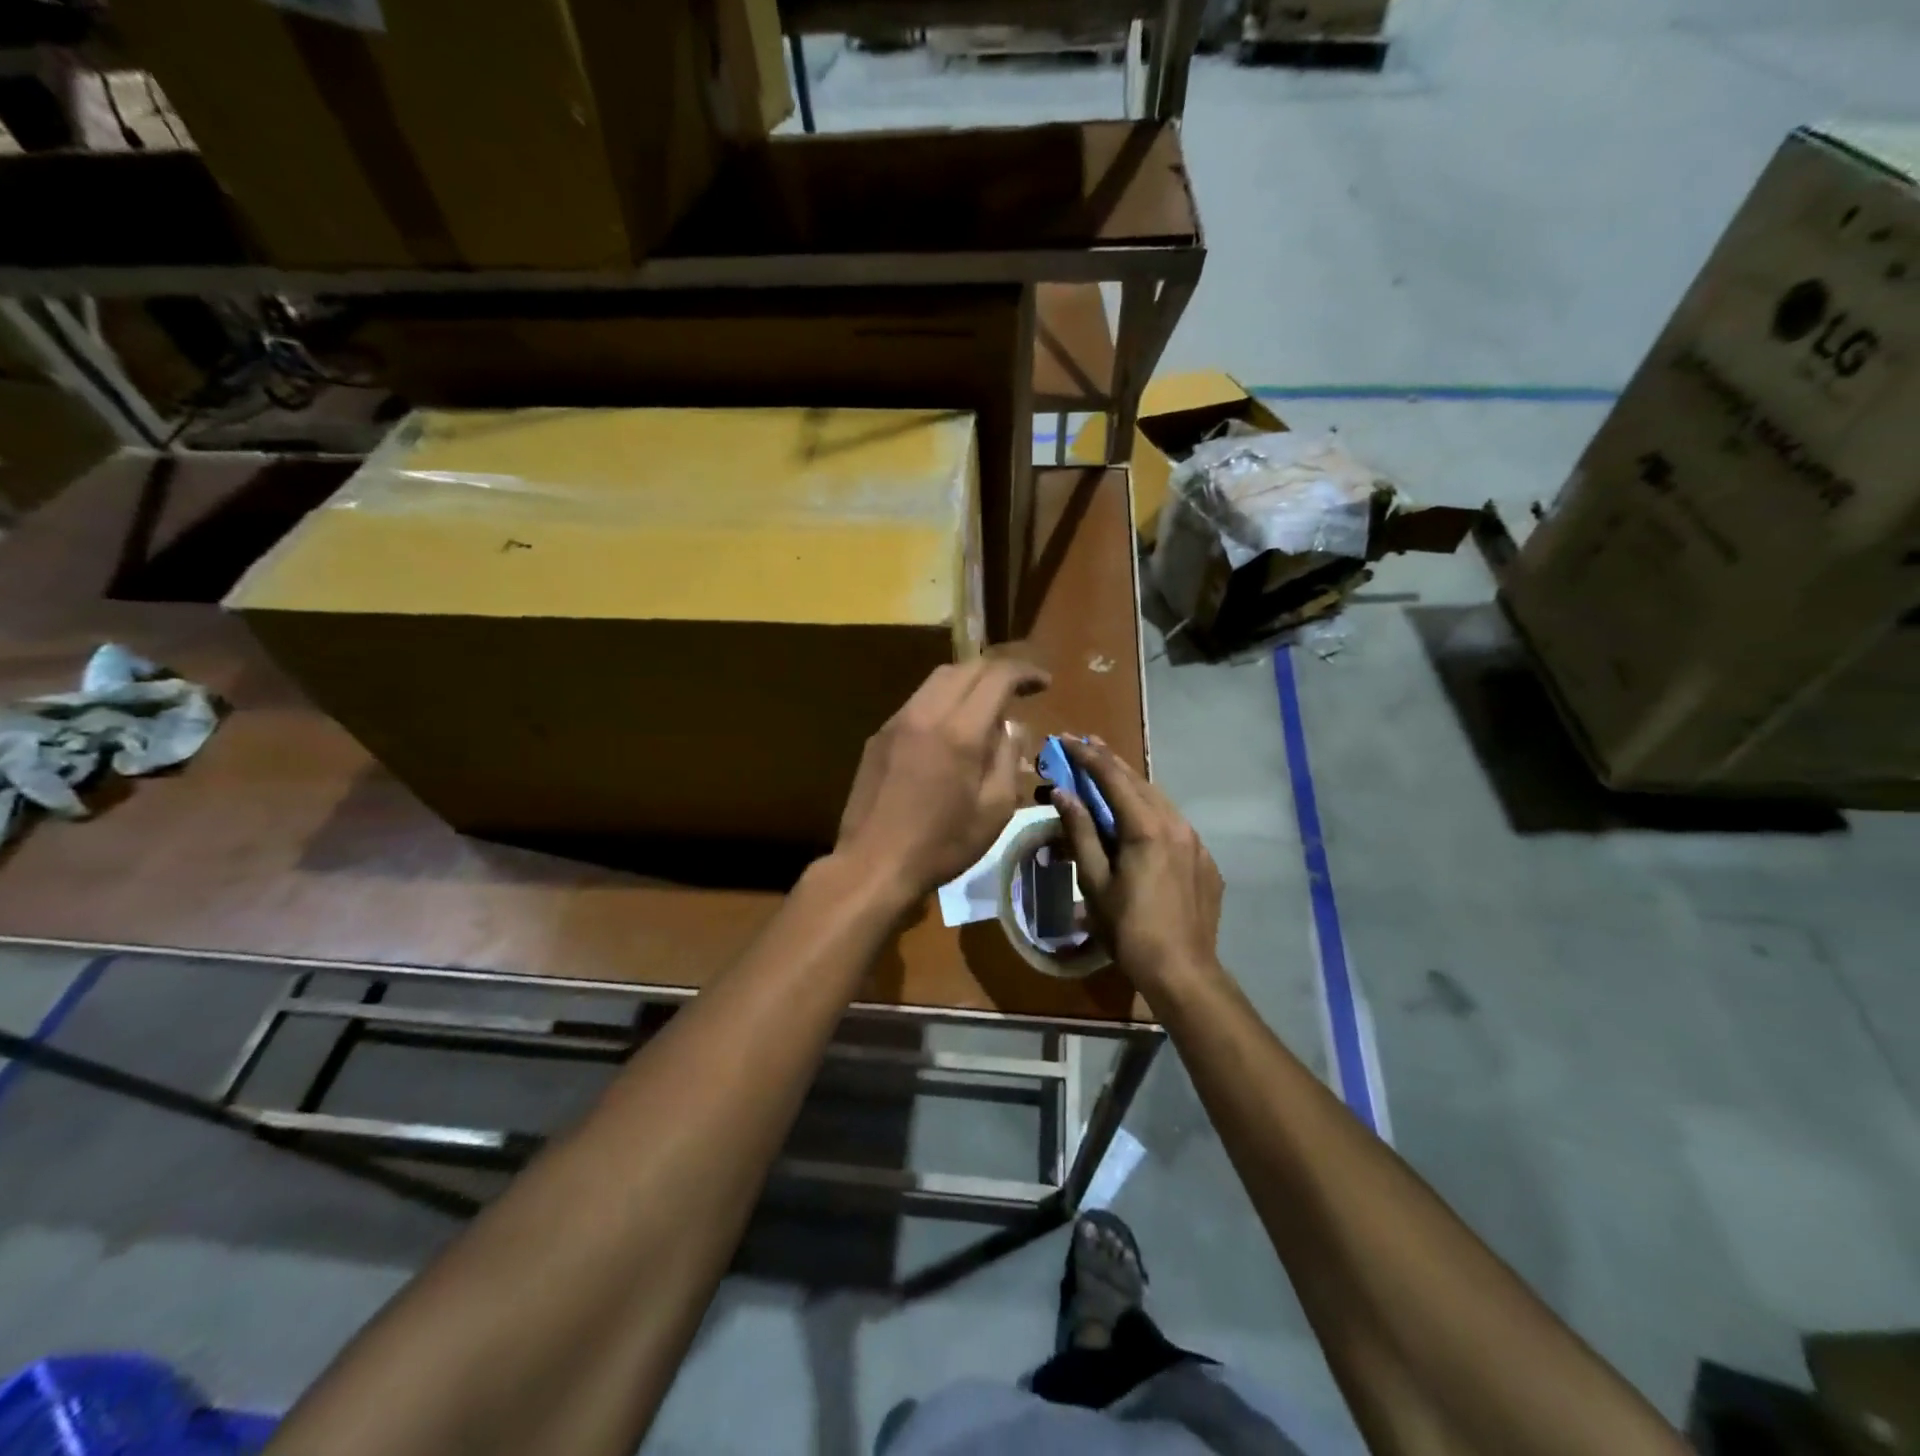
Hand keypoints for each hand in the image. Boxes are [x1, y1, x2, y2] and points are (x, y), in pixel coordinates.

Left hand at [836, 659, 1050, 906]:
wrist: (873, 864)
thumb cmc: (942, 844)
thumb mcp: (994, 809)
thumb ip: (1007, 758)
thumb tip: (1011, 726)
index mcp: (959, 731)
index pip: (996, 677)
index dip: (1025, 673)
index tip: (1044, 683)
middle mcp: (925, 713)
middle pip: (965, 668)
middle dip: (996, 671)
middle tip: (1019, 690)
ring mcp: (896, 722)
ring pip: (936, 681)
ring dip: (967, 683)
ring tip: (987, 706)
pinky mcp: (878, 736)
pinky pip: (916, 703)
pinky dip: (942, 702)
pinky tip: (950, 730)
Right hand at [1052, 737, 1223, 996]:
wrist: (1183, 971)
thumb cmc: (1129, 930)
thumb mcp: (1095, 882)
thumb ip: (1080, 832)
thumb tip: (1063, 793)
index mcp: (1147, 828)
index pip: (1113, 778)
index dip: (1087, 756)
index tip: (1066, 739)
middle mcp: (1176, 824)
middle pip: (1139, 781)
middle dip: (1109, 761)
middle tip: (1084, 744)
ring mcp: (1196, 842)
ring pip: (1159, 800)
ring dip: (1131, 784)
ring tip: (1107, 773)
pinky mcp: (1205, 860)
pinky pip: (1174, 824)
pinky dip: (1151, 811)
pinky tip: (1139, 819)